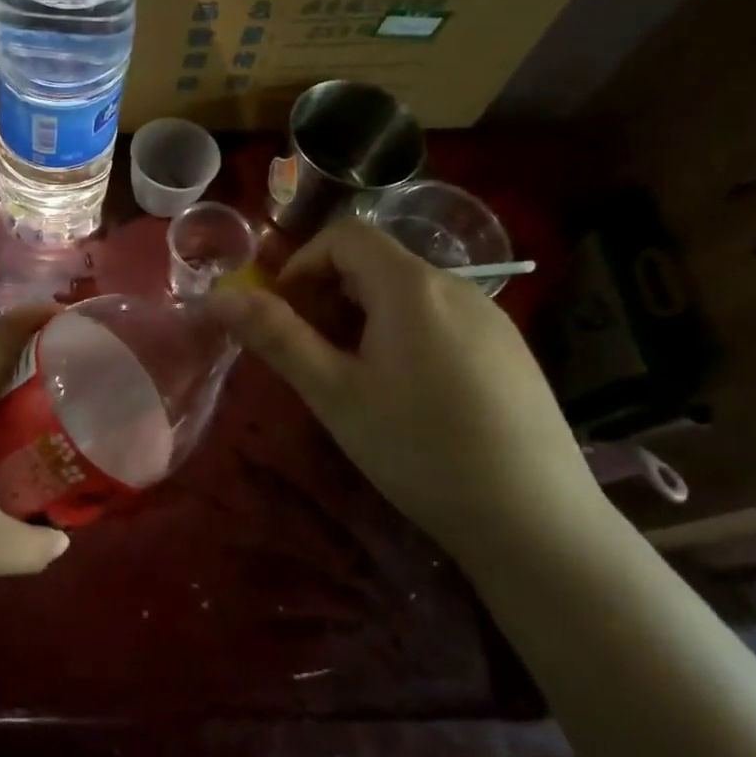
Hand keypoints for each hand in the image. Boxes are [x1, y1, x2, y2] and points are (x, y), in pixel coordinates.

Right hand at [211, 218, 598, 548]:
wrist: (537, 521)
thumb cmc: (419, 449)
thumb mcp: (334, 393)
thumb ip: (276, 337)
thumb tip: (218, 295)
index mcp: (411, 286)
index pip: (344, 235)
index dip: (301, 264)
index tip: (284, 315)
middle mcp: (456, 287)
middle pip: (375, 262)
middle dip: (328, 294)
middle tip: (311, 353)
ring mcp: (491, 319)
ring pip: (407, 292)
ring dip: (364, 317)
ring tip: (355, 378)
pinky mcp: (510, 351)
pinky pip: (441, 319)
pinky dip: (404, 334)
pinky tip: (408, 395)